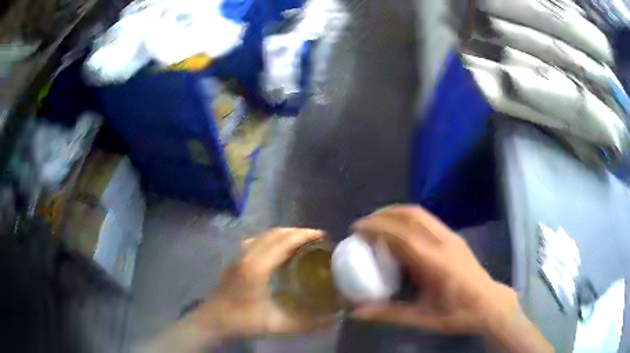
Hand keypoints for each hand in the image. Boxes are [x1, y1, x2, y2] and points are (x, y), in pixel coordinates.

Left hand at [188, 228, 335, 339]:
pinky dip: (271, 239)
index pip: (283, 242)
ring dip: (284, 234)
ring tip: (300, 241)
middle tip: (316, 237)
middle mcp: (247, 255)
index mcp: (257, 267)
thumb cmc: (241, 321)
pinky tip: (277, 250)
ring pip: (264, 235)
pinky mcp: (234, 260)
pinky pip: (256, 241)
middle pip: (274, 234)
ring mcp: (238, 256)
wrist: (212, 321)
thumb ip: (306, 324)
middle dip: (296, 232)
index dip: (304, 235)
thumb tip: (333, 320)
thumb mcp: (276, 325)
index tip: (322, 235)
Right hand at [351, 205, 520, 334]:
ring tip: (378, 223)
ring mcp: (451, 237)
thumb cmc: (458, 314)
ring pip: (420, 213)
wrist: (490, 304)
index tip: (356, 229)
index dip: (376, 227)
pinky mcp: (455, 238)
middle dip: (383, 214)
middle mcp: (443, 243)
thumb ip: (390, 314)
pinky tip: (401, 231)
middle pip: (410, 215)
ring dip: (396, 212)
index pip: (400, 235)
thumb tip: (357, 312)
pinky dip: (408, 218)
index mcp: (434, 264)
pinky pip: (427, 219)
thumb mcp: (423, 319)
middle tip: (364, 224)